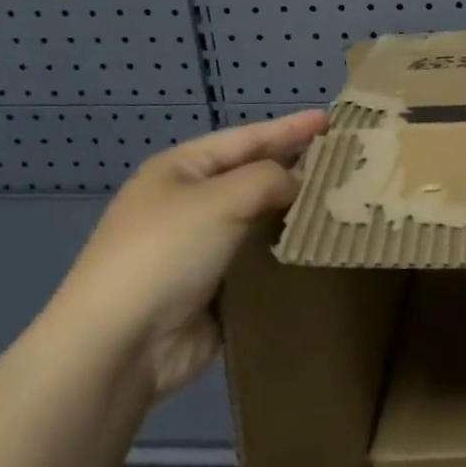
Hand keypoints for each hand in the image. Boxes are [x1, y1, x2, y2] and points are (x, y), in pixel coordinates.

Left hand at [46, 110, 326, 398]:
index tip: (332, 120)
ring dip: (295, 209)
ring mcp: (199, 246)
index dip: (289, 128)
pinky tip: (318, 243)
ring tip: (342, 199)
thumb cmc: (165, 253)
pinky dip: (285, 248)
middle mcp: (189, 202)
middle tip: (345, 159)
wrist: (120, 346)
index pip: (246, 138)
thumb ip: (269, 178)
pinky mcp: (213, 286)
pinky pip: (258, 257)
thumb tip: (297, 183)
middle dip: (296, 166)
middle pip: (253, 175)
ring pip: (258, 217)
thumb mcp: (220, 199)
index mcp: (180, 170)